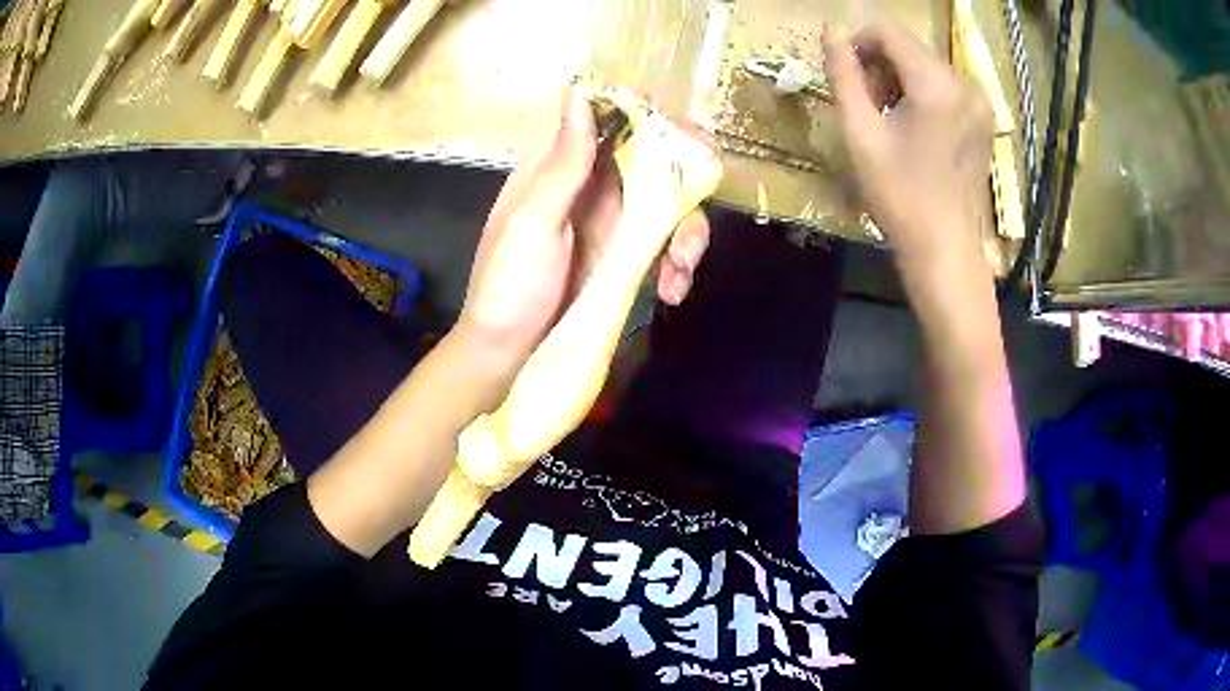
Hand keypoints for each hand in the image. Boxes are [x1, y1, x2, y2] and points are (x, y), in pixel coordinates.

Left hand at [455, 89, 710, 387]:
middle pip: (655, 159)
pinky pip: (667, 244)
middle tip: (697, 208)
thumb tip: (579, 94)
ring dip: (688, 231)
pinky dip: (678, 263)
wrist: (510, 354)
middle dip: (687, 181)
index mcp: (560, 165)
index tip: (686, 137)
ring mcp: (613, 222)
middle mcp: (593, 184)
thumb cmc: (509, 285)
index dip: (652, 118)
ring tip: (680, 270)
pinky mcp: (626, 258)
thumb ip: (562, 164)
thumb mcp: (532, 222)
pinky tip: (672, 290)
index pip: (612, 119)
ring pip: (670, 203)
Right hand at [823, 25, 992, 278]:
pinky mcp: (983, 120)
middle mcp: (964, 84)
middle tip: (863, 101)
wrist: (945, 249)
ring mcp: (979, 103)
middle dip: (879, 63)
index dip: (859, 42)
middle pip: (910, 47)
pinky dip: (921, 93)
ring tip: (885, 115)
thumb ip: (843, 74)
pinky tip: (911, 124)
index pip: (890, 32)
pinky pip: (945, 87)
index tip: (843, 71)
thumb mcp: (861, 133)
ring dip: (898, 78)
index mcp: (936, 85)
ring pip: (927, 66)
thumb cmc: (899, 196)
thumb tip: (830, 29)